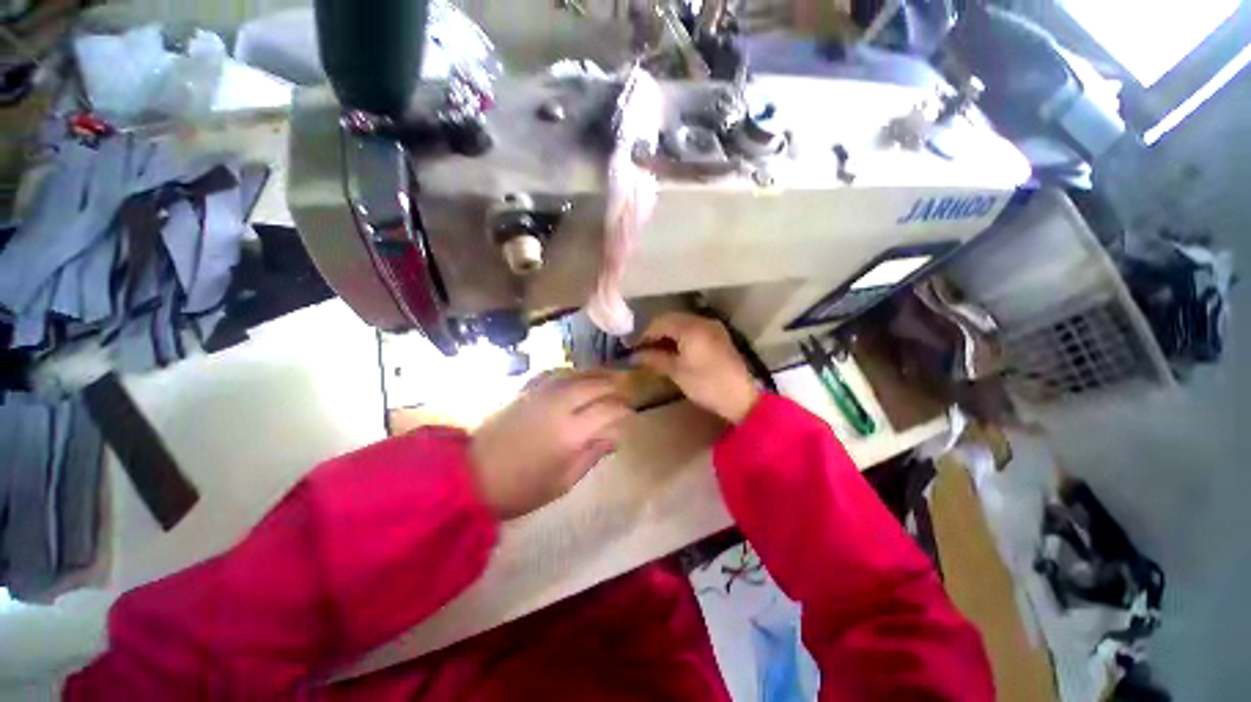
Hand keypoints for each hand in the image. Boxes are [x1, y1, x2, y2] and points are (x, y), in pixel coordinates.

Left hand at [470, 372, 633, 519]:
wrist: (472, 476)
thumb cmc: (522, 488)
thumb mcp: (564, 481)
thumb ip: (592, 455)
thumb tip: (613, 437)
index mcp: (572, 432)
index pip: (609, 410)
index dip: (624, 411)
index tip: (630, 416)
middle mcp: (560, 404)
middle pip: (597, 384)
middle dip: (615, 388)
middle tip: (622, 395)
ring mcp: (541, 392)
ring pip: (578, 374)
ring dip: (596, 376)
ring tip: (606, 381)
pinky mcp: (525, 389)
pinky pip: (555, 373)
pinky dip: (571, 374)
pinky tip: (574, 379)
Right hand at [633, 312, 760, 423]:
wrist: (741, 398)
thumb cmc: (706, 384)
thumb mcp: (677, 372)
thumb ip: (654, 359)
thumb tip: (634, 356)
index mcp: (691, 328)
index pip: (660, 322)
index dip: (644, 334)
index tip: (633, 348)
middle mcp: (703, 321)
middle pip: (672, 319)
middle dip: (655, 332)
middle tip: (643, 349)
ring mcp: (713, 327)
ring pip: (683, 323)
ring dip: (668, 334)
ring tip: (656, 351)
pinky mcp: (718, 336)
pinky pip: (694, 329)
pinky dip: (680, 336)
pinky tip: (674, 350)